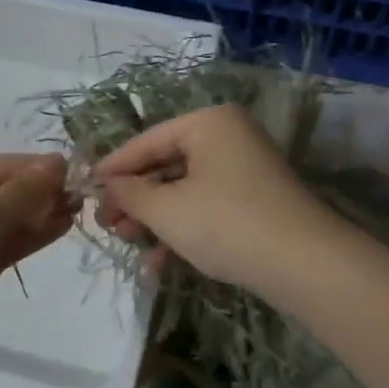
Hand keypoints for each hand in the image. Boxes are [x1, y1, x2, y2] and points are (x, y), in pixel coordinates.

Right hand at [93, 105, 339, 292]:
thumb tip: (107, 186)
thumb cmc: (226, 223)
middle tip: (106, 225)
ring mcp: (245, 170)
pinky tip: (159, 263)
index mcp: (208, 123)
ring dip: (155, 219)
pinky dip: (183, 230)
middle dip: (135, 199)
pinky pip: (207, 207)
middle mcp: (228, 137)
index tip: (84, 189)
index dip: (113, 167)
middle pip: (166, 164)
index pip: (147, 141)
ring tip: (128, 244)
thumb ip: (130, 194)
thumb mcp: (167, 210)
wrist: (304, 264)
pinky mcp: (255, 201)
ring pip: (185, 190)